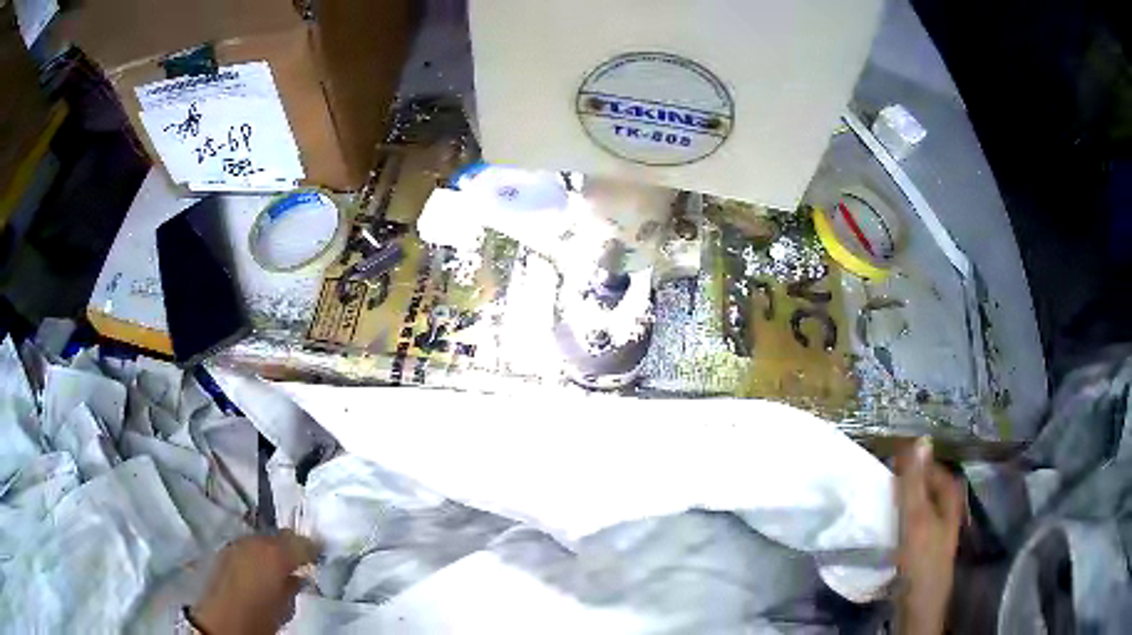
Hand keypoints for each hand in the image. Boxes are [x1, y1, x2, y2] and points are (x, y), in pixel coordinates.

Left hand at [190, 530, 318, 634]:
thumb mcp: (285, 605)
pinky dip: (256, 554)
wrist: (222, 620)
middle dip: (289, 546)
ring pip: (261, 540)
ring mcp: (237, 544)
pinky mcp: (224, 550)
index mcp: (275, 553)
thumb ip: (293, 585)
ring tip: (281, 567)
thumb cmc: (260, 615)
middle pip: (278, 536)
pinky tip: (260, 569)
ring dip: (272, 549)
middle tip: (301, 561)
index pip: (299, 541)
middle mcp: (255, 541)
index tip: (319, 556)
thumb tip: (299, 573)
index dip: (310, 548)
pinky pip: (247, 547)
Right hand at [894, 438, 963, 634]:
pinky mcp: (923, 542)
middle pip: (923, 483)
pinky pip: (910, 519)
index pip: (928, 464)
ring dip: (899, 498)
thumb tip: (920, 438)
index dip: (909, 460)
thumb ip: (915, 481)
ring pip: (916, 502)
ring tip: (877, 498)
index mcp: (950, 494)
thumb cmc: (921, 558)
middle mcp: (946, 505)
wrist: (919, 603)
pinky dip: (898, 516)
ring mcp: (936, 525)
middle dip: (902, 479)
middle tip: (877, 479)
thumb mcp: (916, 518)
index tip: (883, 459)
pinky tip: (884, 522)